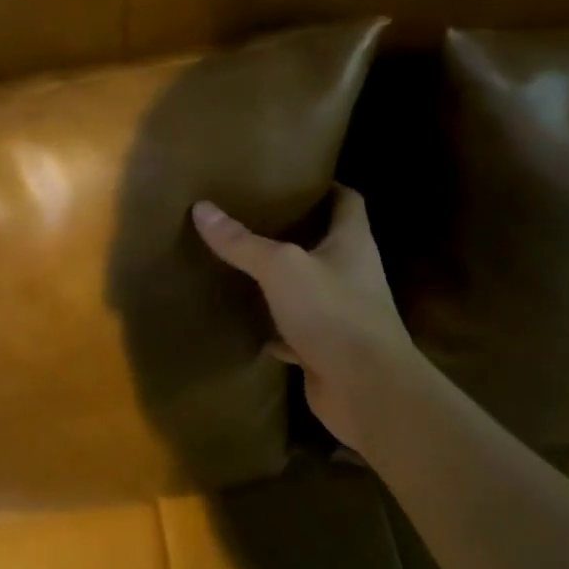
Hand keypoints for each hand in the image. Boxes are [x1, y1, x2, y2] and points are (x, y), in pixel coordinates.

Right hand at [192, 187, 423, 456]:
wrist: (366, 389)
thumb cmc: (333, 313)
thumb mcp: (281, 268)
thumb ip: (243, 242)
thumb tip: (201, 208)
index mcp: (353, 243)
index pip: (347, 201)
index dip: (326, 186)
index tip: (294, 178)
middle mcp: (354, 274)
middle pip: (328, 243)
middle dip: (297, 231)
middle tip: (256, 217)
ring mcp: (343, 315)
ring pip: (311, 289)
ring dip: (286, 282)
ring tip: (248, 265)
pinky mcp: (329, 350)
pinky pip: (298, 332)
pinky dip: (277, 329)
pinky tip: (251, 325)